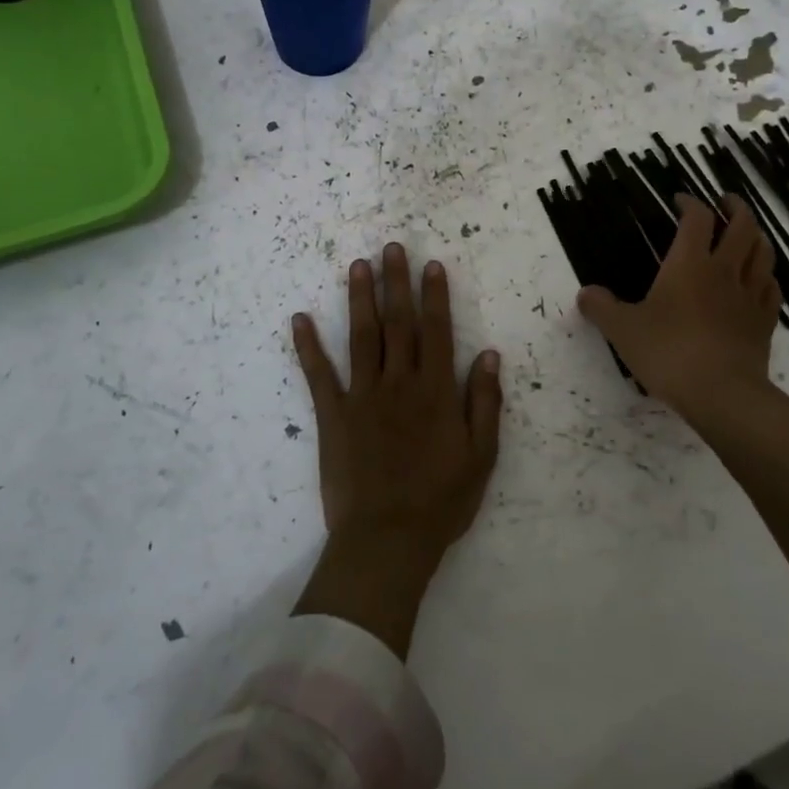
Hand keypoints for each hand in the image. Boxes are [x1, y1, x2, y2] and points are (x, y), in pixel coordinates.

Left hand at [290, 243, 503, 655]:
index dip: (434, 296)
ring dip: (359, 299)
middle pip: (398, 323)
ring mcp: (362, 396)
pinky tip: (300, 319)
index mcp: (435, 391)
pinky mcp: (333, 416)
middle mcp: (398, 382)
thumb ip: (485, 402)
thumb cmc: (440, 501)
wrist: (387, 541)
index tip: (431, 265)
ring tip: (357, 265)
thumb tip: (488, 354)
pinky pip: (319, 375)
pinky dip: (308, 346)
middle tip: (391, 248)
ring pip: (361, 337)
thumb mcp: (481, 456)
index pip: (436, 331)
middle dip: (396, 283)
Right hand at [576, 194, 782, 416]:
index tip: (679, 200)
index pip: (697, 218)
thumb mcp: (622, 330)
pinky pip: (771, 288)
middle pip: (743, 226)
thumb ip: (601, 308)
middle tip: (725, 201)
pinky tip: (759, 280)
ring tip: (747, 232)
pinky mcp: (765, 322)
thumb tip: (585, 293)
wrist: (721, 393)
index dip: (690, 203)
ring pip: (763, 252)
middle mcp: (724, 271)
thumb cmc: (668, 352)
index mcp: (689, 264)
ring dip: (756, 236)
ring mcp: (750, 296)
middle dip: (735, 208)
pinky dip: (766, 275)